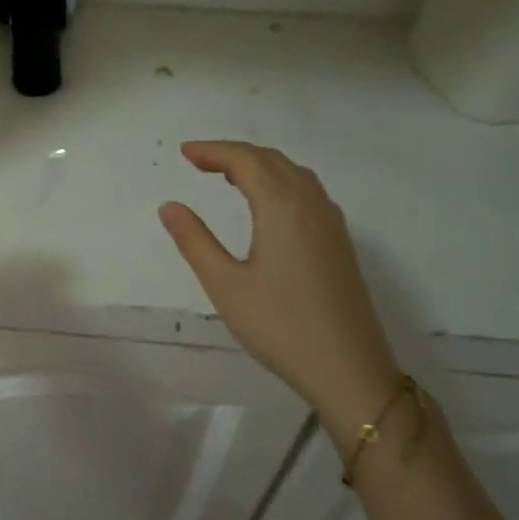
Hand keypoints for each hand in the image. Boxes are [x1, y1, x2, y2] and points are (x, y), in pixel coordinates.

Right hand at [159, 141, 399, 433]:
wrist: (348, 368)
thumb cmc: (280, 326)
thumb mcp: (225, 285)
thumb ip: (195, 241)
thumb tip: (169, 206)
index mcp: (282, 208)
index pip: (246, 161)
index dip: (213, 151)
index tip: (184, 152)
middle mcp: (311, 205)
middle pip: (272, 160)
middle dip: (234, 154)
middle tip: (199, 161)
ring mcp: (331, 223)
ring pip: (294, 174)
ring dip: (260, 165)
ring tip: (228, 176)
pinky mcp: (340, 243)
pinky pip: (308, 192)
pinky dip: (281, 182)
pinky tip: (268, 204)